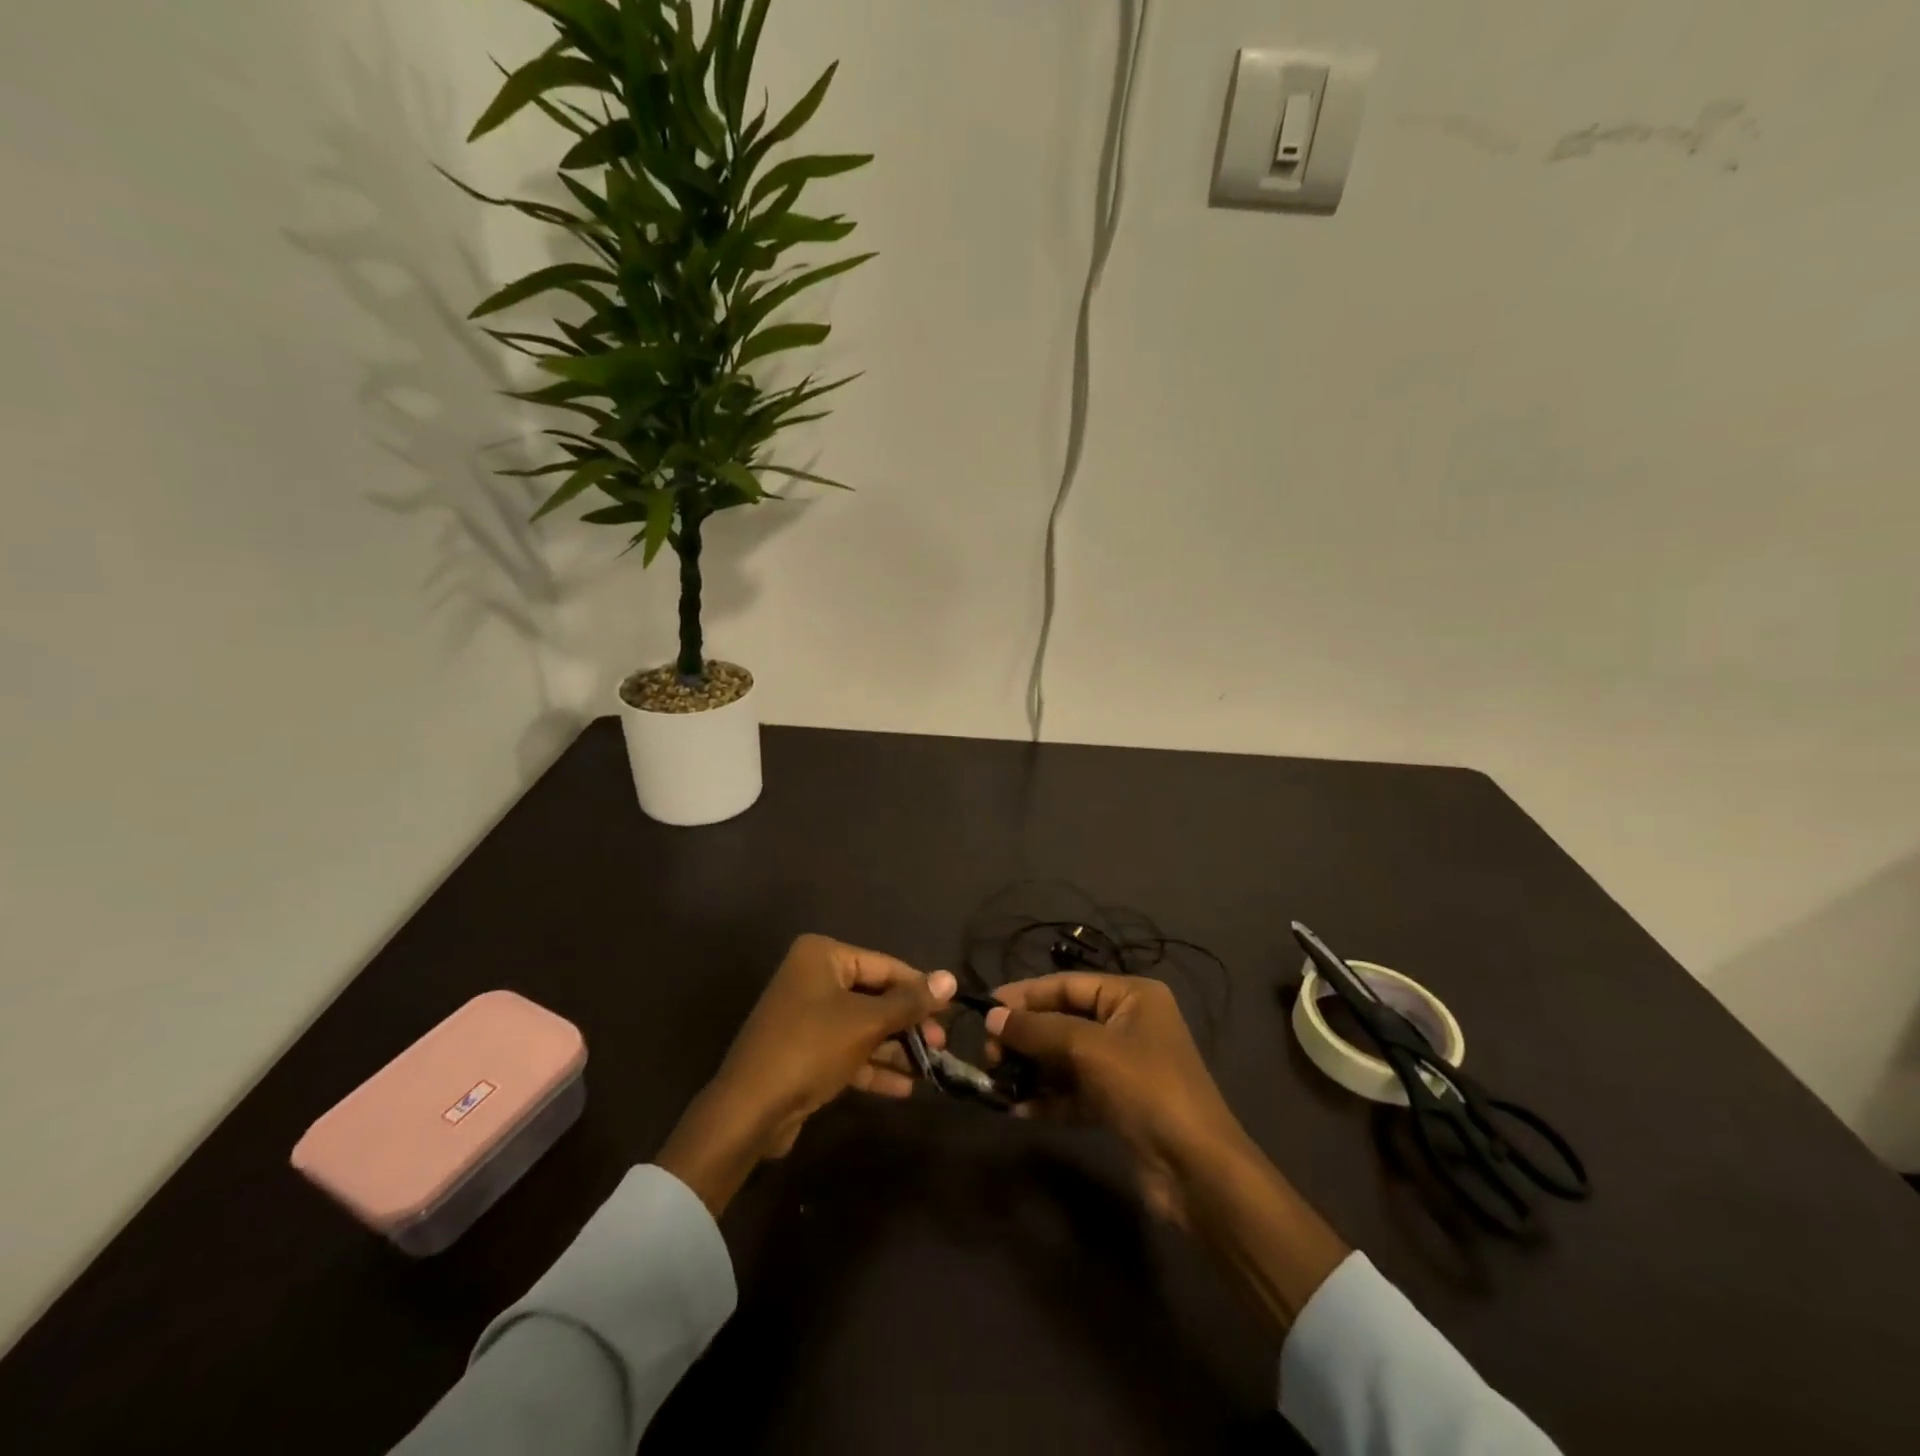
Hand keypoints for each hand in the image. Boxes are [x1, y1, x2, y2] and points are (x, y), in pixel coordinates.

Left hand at [659, 934, 954, 1213]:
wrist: (749, 1112)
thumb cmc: (810, 1049)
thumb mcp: (866, 1023)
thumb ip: (909, 1001)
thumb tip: (951, 978)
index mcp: (822, 956)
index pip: (885, 966)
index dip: (920, 989)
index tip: (951, 1011)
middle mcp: (813, 978)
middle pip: (875, 996)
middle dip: (908, 1023)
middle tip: (941, 1045)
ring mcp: (806, 1016)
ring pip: (863, 1026)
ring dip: (894, 1048)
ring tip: (931, 1068)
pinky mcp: (804, 1052)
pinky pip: (847, 1051)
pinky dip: (873, 1066)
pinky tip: (904, 1087)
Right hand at [987, 972, 1348, 1330]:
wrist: (1196, 1171)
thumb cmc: (1146, 1089)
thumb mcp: (1089, 1049)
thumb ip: (1038, 1030)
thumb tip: (992, 1016)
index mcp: (1132, 996)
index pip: (1067, 985)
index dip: (1026, 995)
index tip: (985, 1008)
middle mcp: (1128, 1024)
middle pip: (1064, 1020)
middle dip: (1026, 1035)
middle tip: (988, 1052)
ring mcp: (1124, 1066)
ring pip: (1066, 1058)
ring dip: (1033, 1068)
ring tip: (995, 1079)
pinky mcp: (1119, 1104)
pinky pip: (1074, 1091)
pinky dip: (1048, 1098)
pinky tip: (1017, 1109)